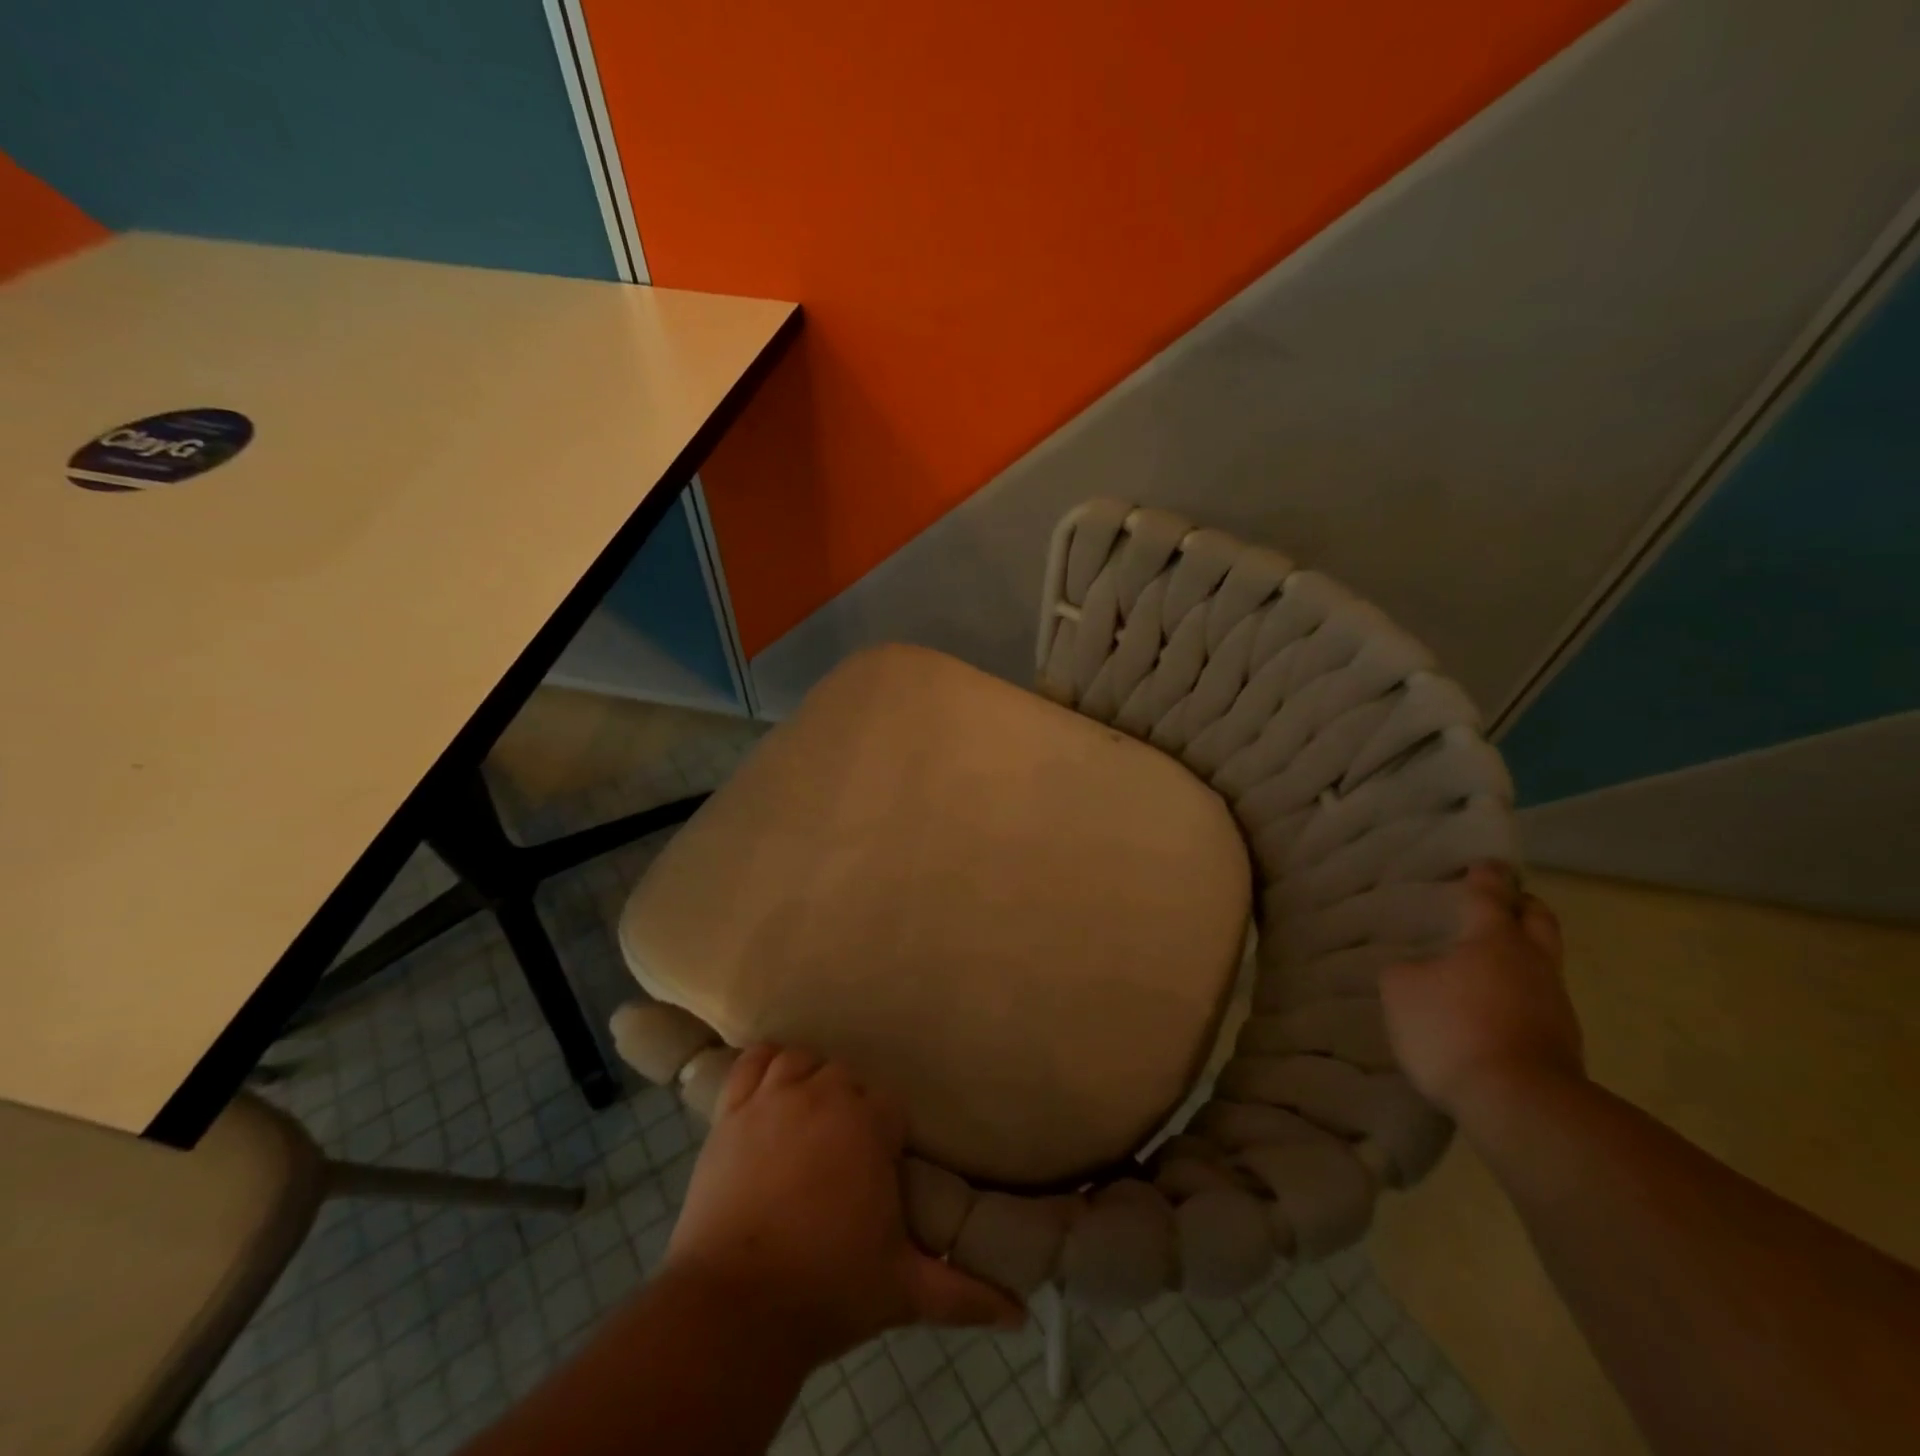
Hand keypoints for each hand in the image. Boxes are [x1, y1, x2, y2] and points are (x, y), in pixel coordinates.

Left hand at [663, 1045, 1023, 1366]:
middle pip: (846, 1078)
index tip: (883, 1167)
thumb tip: (1023, 1313)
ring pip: (801, 1062)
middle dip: (852, 1109)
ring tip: (811, 1120)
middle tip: (848, 1156)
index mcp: (867, 1123)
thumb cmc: (827, 1288)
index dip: (888, 1135)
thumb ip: (964, 1293)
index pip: (890, 1105)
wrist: (734, 1309)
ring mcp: (771, 1098)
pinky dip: (765, 1066)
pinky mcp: (729, 1113)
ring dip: (810, 1082)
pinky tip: (771, 1086)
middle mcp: (821, 1094)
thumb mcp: (903, 1290)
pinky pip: (751, 1064)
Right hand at [1380, 865, 1585, 1119]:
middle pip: (1539, 922)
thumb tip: (1418, 971)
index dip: (1486, 876)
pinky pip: (1538, 1003)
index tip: (1486, 863)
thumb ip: (1405, 971)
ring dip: (1522, 956)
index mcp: (1495, 940)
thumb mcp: (1402, 991)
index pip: (1491, 895)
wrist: (1520, 1104)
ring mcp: (1555, 1006)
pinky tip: (1492, 1008)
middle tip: (1505, 902)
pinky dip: (1518, 995)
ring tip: (1488, 963)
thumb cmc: (1454, 1028)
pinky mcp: (1561, 1044)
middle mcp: (1533, 964)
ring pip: (1543, 964)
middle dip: (1523, 907)